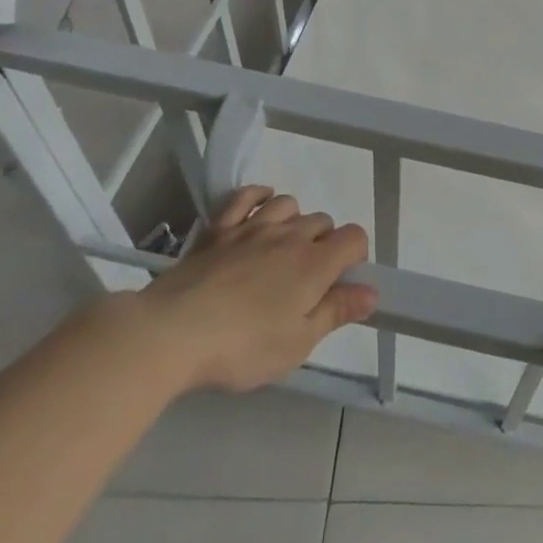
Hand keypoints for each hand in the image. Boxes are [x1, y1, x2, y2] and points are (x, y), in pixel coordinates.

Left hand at [135, 185, 376, 393]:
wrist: (171, 333)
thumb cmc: (242, 346)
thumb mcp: (297, 344)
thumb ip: (336, 312)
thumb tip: (371, 292)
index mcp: (315, 264)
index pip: (354, 237)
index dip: (356, 256)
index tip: (341, 284)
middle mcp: (290, 236)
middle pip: (323, 221)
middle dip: (325, 244)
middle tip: (308, 281)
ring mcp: (252, 228)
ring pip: (289, 204)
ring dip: (295, 221)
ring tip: (284, 249)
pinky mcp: (219, 230)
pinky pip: (245, 196)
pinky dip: (258, 196)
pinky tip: (260, 205)